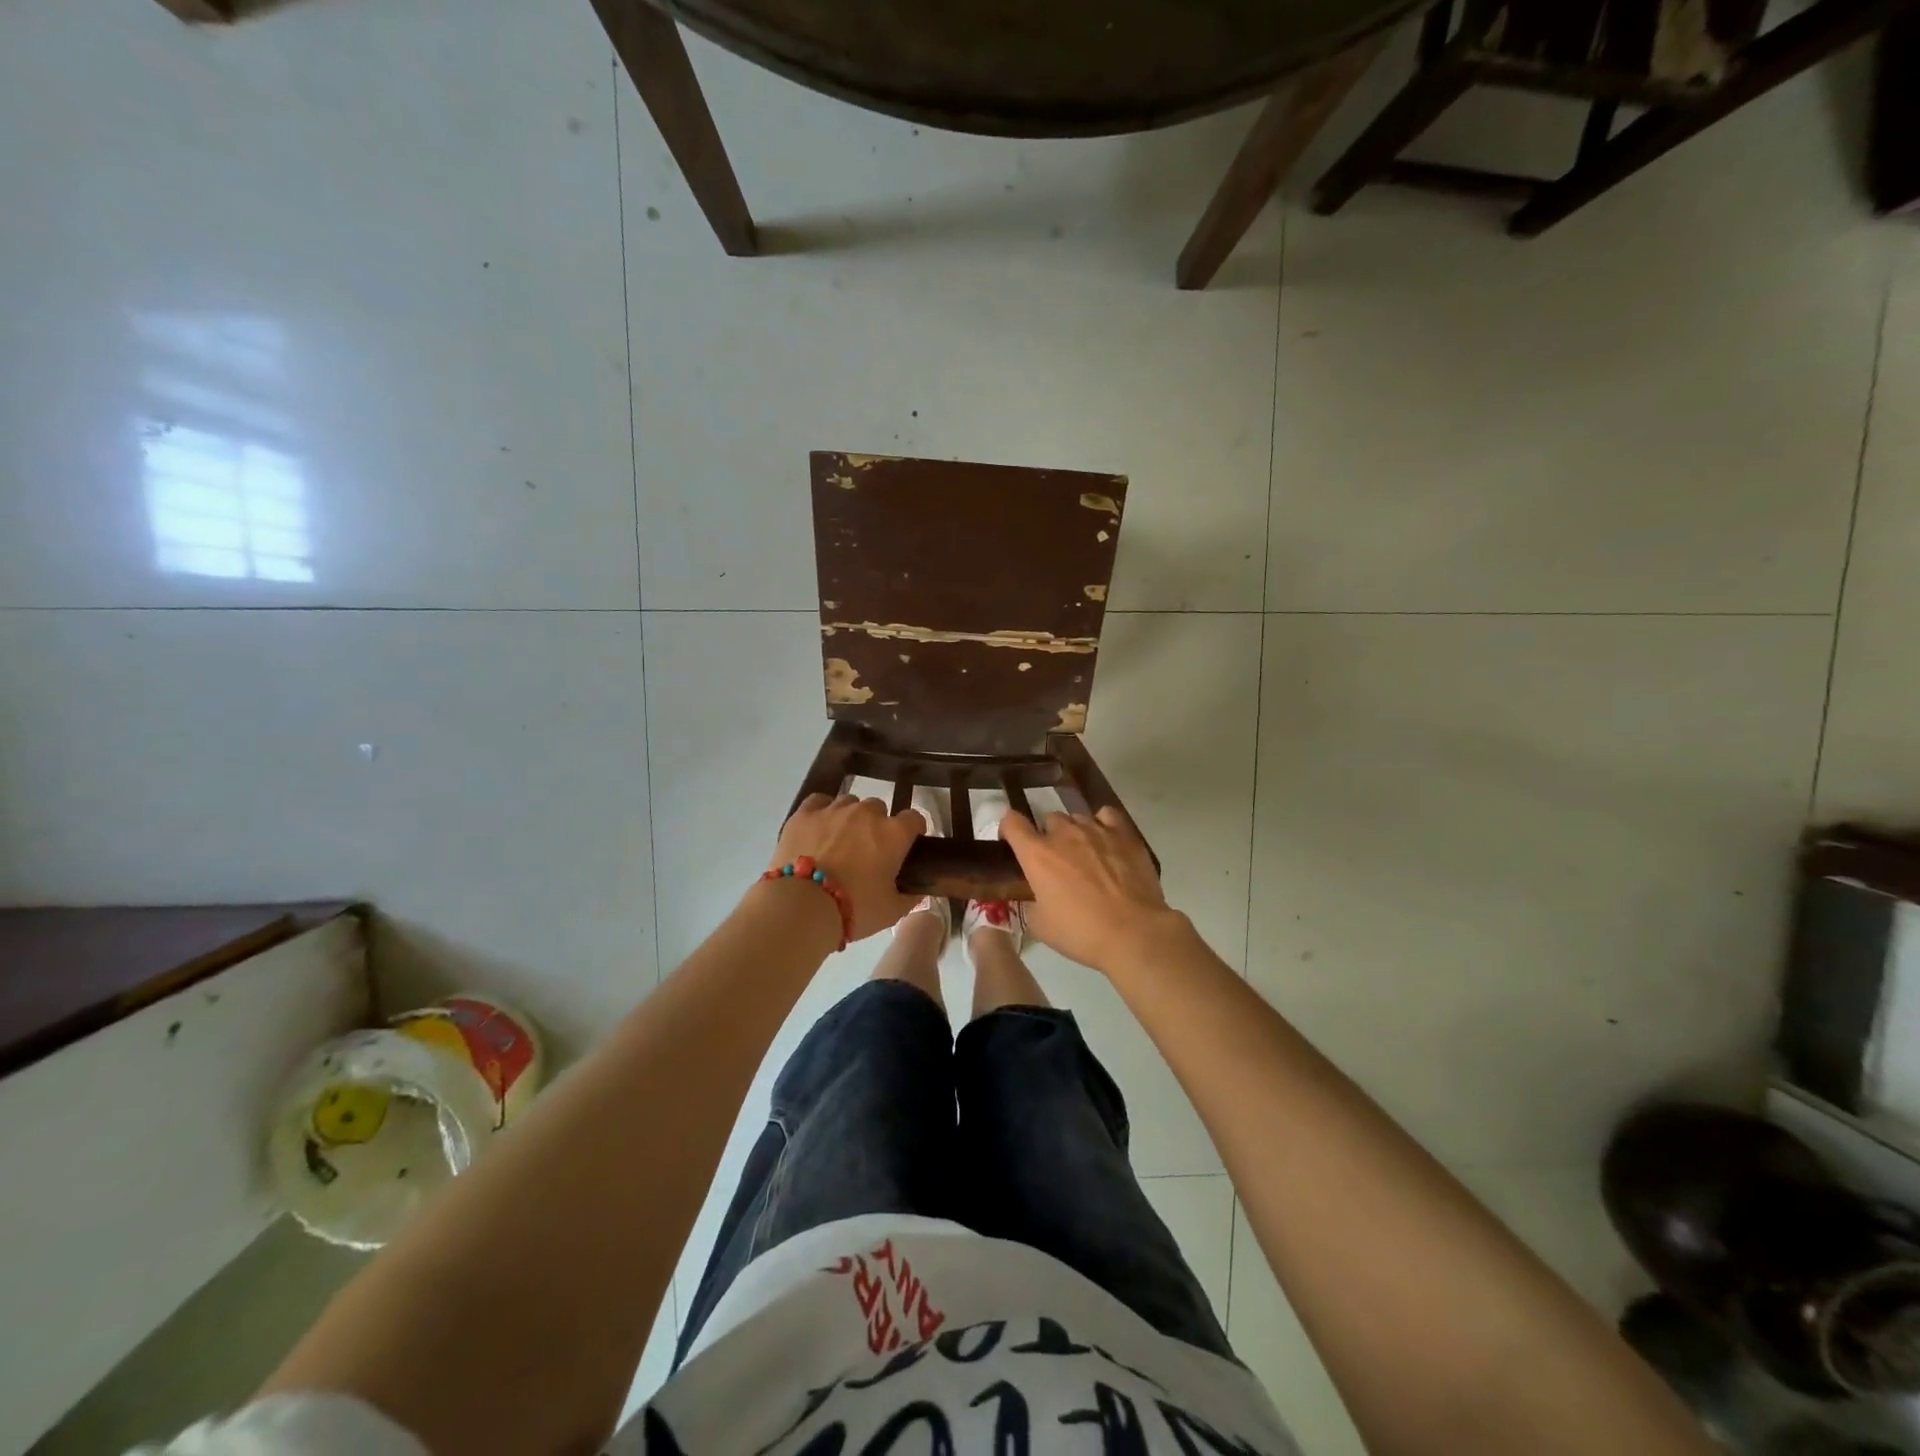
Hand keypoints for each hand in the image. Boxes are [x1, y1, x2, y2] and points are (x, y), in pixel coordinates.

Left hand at [770, 793, 923, 942]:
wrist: (802, 906)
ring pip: (849, 803)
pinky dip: (823, 810)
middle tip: (868, 851)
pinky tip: (819, 826)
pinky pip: (819, 801)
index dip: (913, 831)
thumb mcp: (891, 911)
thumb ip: (910, 898)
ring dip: (850, 818)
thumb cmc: (855, 909)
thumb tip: (919, 891)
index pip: (914, 819)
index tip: (908, 844)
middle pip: (879, 809)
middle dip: (877, 826)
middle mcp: (867, 813)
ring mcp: (834, 809)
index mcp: (894, 833)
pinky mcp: (805, 813)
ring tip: (840, 841)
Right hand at [1000, 807, 1186, 972]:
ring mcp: (1096, 829)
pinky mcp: (1124, 834)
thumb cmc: (1081, 932)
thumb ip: (1031, 903)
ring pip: (1077, 818)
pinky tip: (1107, 841)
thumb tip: (1034, 897)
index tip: (1012, 841)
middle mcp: (1064, 834)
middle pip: (1049, 819)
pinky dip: (1102, 824)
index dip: (1009, 828)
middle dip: (1049, 836)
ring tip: (1085, 855)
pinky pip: (1106, 816)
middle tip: (1057, 861)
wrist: (1133, 932)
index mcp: (1037, 855)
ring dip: (1075, 833)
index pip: (1012, 822)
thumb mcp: (1041, 926)